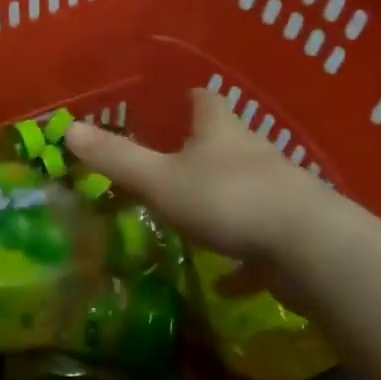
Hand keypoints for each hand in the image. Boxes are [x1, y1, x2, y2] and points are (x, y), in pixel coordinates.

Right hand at [65, 89, 341, 263]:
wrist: (311, 249)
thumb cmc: (228, 200)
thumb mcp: (160, 180)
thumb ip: (116, 158)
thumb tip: (69, 128)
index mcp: (220, 131)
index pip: (204, 100)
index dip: (186, 98)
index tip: (170, 103)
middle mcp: (251, 153)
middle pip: (225, 141)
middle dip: (200, 149)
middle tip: (168, 162)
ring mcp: (277, 192)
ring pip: (244, 187)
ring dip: (220, 197)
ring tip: (190, 214)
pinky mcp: (291, 232)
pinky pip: (260, 240)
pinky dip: (243, 258)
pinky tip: (227, 281)